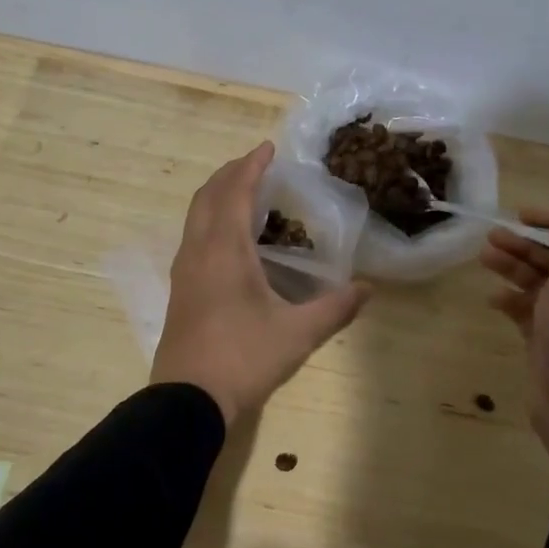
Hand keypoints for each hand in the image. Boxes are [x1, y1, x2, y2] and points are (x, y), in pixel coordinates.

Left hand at [151, 141, 370, 426]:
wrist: (187, 400)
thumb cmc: (243, 358)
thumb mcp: (297, 333)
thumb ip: (335, 308)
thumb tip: (368, 288)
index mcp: (224, 249)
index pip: (235, 191)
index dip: (251, 165)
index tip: (268, 148)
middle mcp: (198, 250)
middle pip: (208, 195)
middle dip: (230, 173)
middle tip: (256, 164)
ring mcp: (184, 270)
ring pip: (195, 215)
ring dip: (217, 195)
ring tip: (244, 193)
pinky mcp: (180, 289)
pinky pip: (193, 235)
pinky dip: (210, 218)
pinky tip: (229, 238)